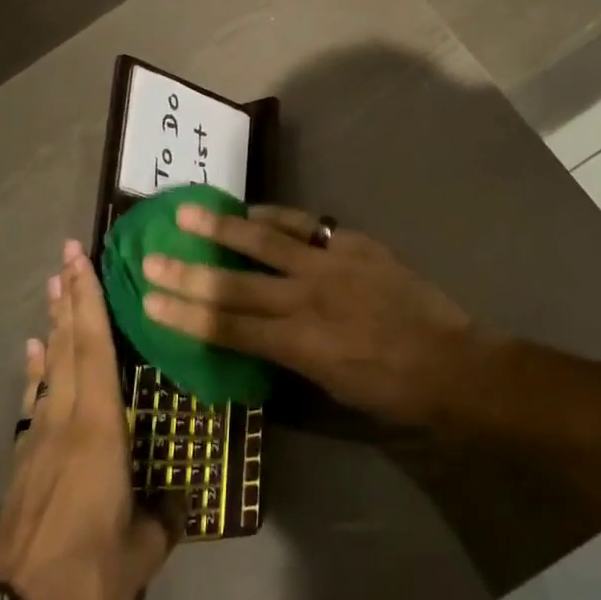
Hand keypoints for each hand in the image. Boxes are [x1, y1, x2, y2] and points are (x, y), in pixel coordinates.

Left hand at [0, 242, 176, 599]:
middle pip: (68, 345)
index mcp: (98, 429)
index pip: (95, 349)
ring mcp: (36, 440)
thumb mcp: (142, 551)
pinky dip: (36, 370)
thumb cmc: (86, 577)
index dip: (89, 301)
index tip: (81, 261)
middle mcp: (64, 421)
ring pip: (49, 368)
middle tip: (66, 256)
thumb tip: (178, 501)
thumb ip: (163, 516)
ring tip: (53, 289)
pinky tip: (34, 354)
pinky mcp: (21, 464)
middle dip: (69, 297)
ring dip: (53, 325)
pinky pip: (34, 400)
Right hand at [141, 205, 473, 425]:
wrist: (451, 363)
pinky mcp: (353, 244)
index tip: (149, 301)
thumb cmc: (390, 390)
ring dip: (224, 226)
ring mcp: (330, 266)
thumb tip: (256, 333)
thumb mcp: (330, 386)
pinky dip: (276, 216)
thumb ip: (289, 354)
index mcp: (298, 345)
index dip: (185, 315)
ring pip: (266, 241)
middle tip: (151, 258)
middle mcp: (306, 300)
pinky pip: (306, 225)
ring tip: (189, 211)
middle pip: (235, 284)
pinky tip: (252, 209)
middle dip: (188, 272)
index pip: (228, 328)